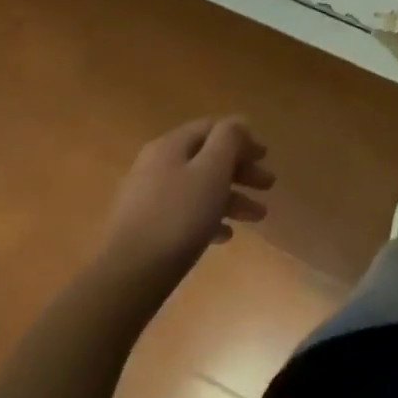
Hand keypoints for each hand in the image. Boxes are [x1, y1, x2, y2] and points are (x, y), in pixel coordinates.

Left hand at [97, 116, 273, 293]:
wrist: (130, 275)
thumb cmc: (179, 216)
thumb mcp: (212, 169)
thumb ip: (229, 139)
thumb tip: (238, 122)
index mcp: (170, 146)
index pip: (212, 128)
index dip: (242, 138)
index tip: (265, 156)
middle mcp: (156, 165)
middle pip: (206, 158)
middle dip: (241, 171)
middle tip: (268, 185)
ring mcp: (147, 198)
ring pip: (198, 188)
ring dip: (232, 197)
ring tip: (258, 216)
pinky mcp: (145, 228)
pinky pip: (184, 213)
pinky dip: (209, 218)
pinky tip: (225, 235)